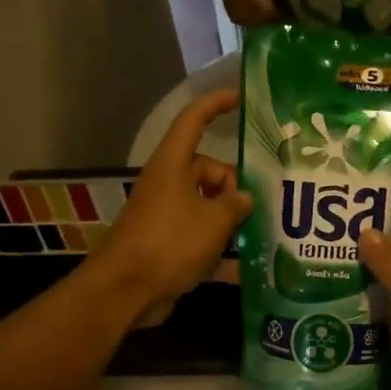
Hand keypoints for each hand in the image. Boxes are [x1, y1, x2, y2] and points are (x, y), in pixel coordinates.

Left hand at [90, 90, 251, 320]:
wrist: (124, 291)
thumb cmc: (169, 243)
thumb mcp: (214, 221)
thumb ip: (237, 204)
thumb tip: (246, 199)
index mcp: (174, 165)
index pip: (194, 120)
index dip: (217, 104)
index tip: (242, 97)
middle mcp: (170, 184)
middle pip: (210, 172)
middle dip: (237, 187)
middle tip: (265, 206)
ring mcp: (168, 215)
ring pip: (209, 207)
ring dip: (233, 220)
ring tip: (266, 233)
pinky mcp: (168, 244)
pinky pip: (203, 239)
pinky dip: (222, 252)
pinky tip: (248, 268)